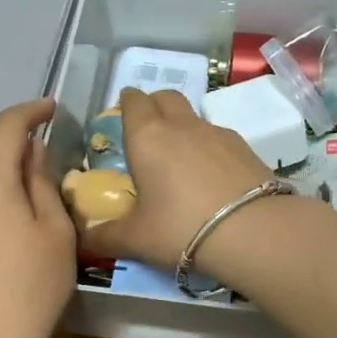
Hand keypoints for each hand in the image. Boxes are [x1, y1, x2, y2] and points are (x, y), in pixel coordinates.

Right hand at [82, 88, 273, 269]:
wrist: (252, 231)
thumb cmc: (180, 228)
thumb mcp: (136, 239)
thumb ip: (106, 237)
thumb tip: (84, 240)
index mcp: (147, 136)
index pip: (133, 102)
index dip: (126, 104)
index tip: (123, 115)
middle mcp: (181, 125)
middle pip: (165, 97)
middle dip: (154, 105)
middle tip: (148, 131)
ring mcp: (217, 132)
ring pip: (194, 116)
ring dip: (183, 127)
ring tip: (181, 160)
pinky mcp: (245, 147)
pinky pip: (219, 137)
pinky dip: (210, 148)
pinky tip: (212, 176)